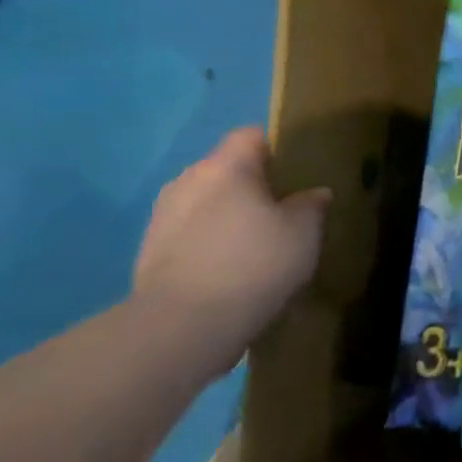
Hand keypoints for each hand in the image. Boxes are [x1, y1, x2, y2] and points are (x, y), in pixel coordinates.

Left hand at [131, 128, 329, 352]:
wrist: (183, 325)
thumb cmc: (254, 263)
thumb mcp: (304, 232)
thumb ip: (311, 205)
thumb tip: (313, 194)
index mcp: (226, 167)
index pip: (251, 136)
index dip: (277, 148)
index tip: (298, 173)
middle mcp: (188, 180)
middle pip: (226, 169)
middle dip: (252, 185)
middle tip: (283, 210)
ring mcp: (162, 216)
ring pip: (206, 202)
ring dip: (228, 215)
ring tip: (256, 243)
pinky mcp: (148, 251)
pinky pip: (190, 233)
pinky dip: (209, 242)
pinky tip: (230, 269)